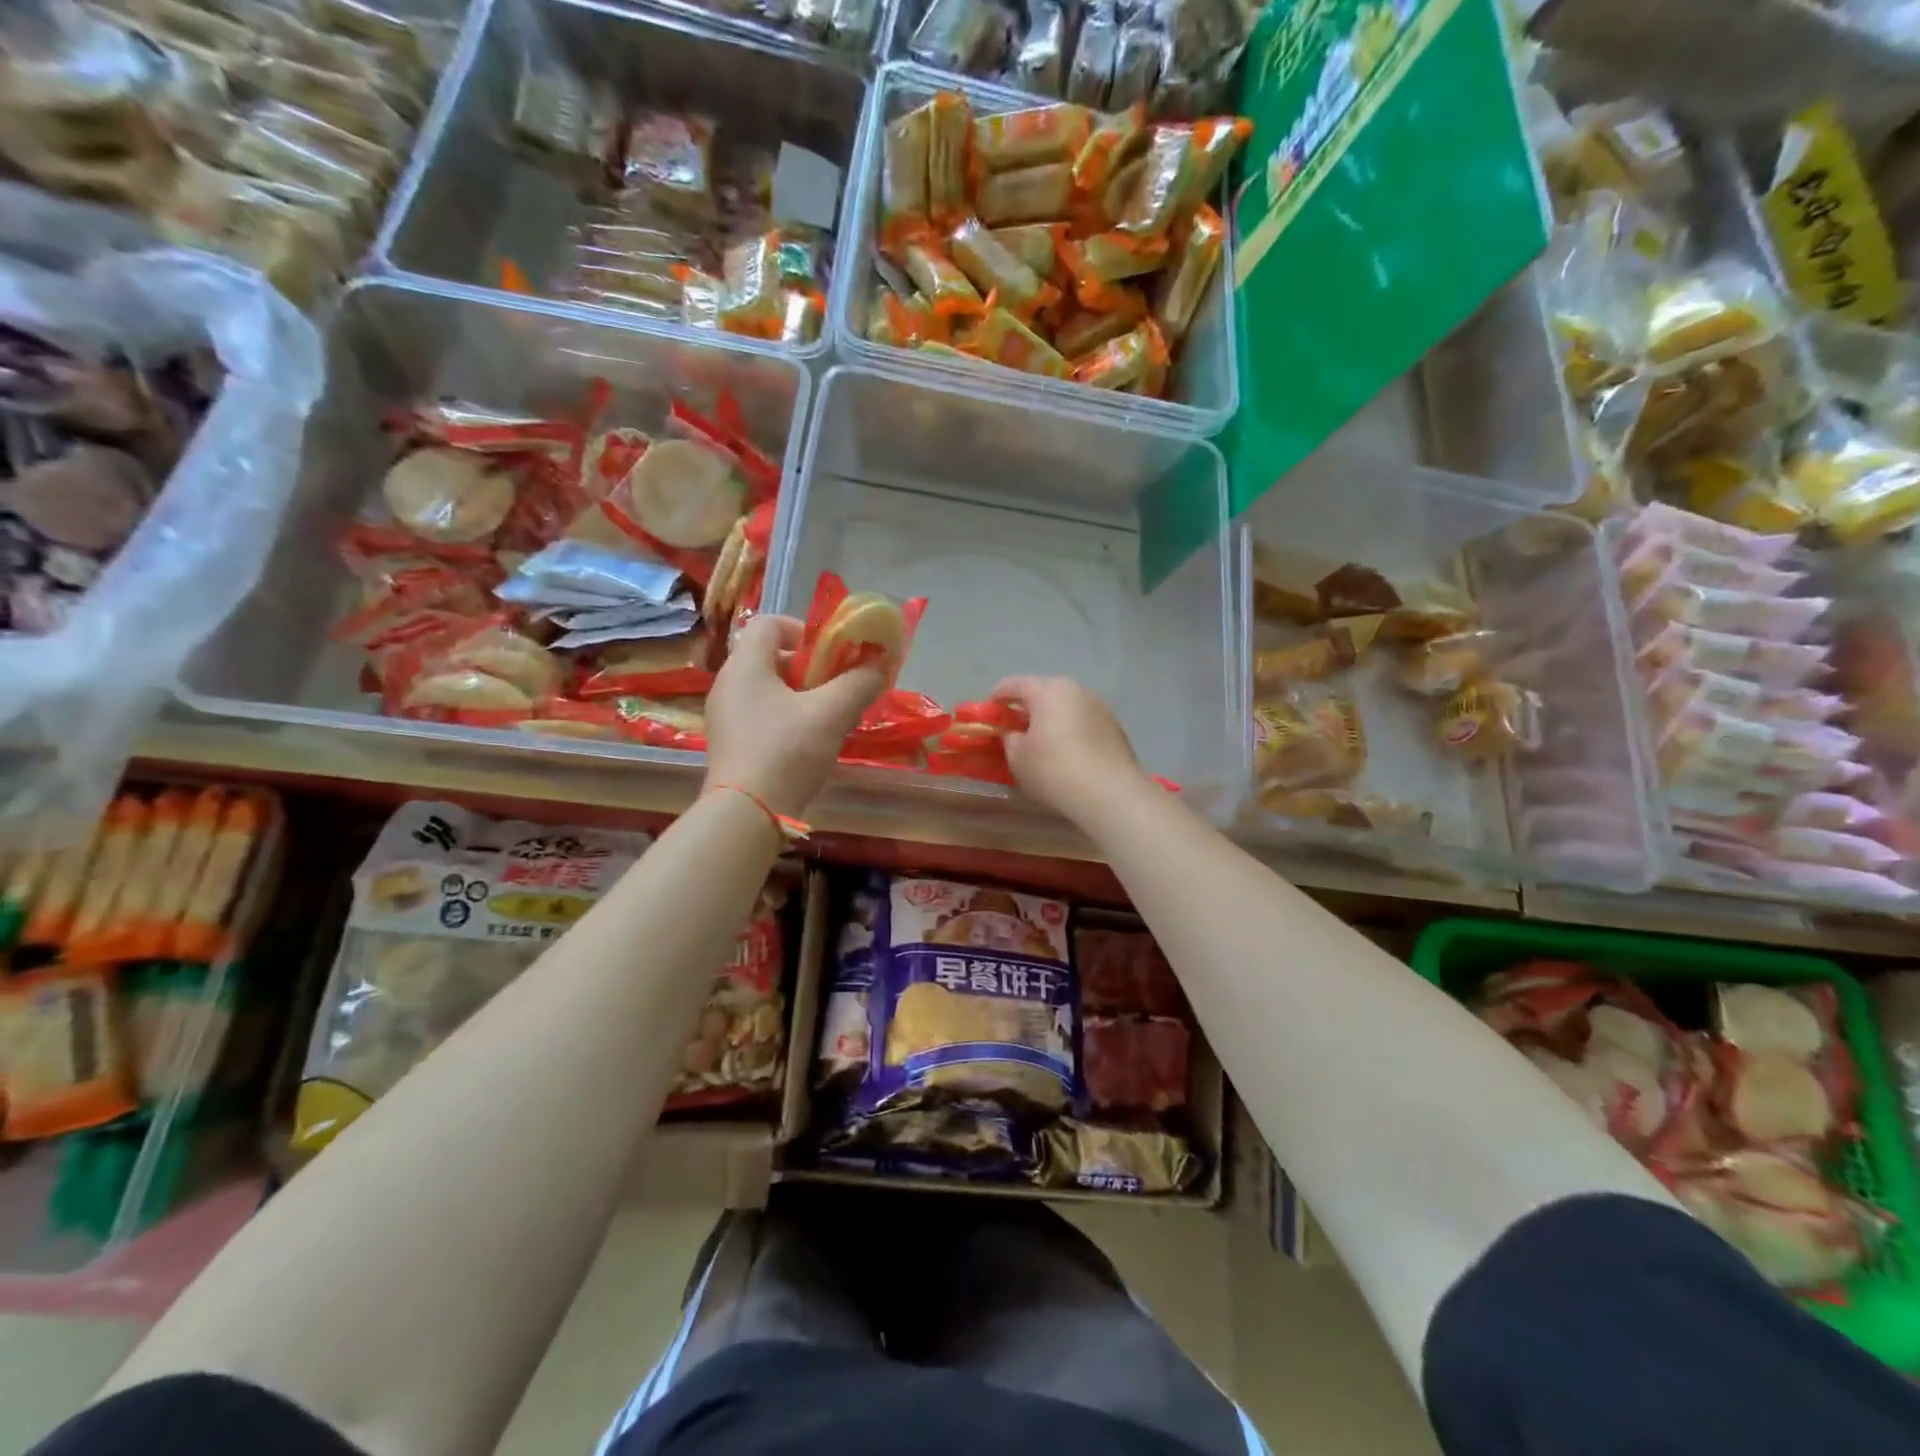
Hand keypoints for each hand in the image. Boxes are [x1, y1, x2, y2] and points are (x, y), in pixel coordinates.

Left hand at [703, 615, 882, 818]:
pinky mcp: (729, 745)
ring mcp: (724, 717)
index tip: (831, 655)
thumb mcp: (832, 713)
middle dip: (810, 669)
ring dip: (801, 697)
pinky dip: (786, 720)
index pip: (769, 623)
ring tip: (828, 720)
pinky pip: (760, 717)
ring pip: (768, 690)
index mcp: (745, 665)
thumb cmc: (787, 751)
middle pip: (771, 658)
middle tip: (837, 689)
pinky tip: (808, 745)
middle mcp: (727, 684)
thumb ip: (860, 682)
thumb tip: (879, 664)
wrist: (747, 814)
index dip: (804, 630)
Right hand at [992, 675, 1146, 820]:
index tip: (989, 710)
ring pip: (1067, 705)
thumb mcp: (1018, 758)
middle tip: (1016, 724)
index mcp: (1047, 691)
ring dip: (1053, 716)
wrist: (1110, 792)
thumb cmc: (1053, 770)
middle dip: (1028, 705)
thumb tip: (1015, 733)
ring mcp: (1099, 706)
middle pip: (1044, 690)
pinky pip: (1084, 720)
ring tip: (1044, 738)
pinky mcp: (1115, 726)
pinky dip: (1072, 729)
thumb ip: (1010, 739)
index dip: (998, 696)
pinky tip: (1068, 750)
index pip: (1014, 684)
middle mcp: (1075, 690)